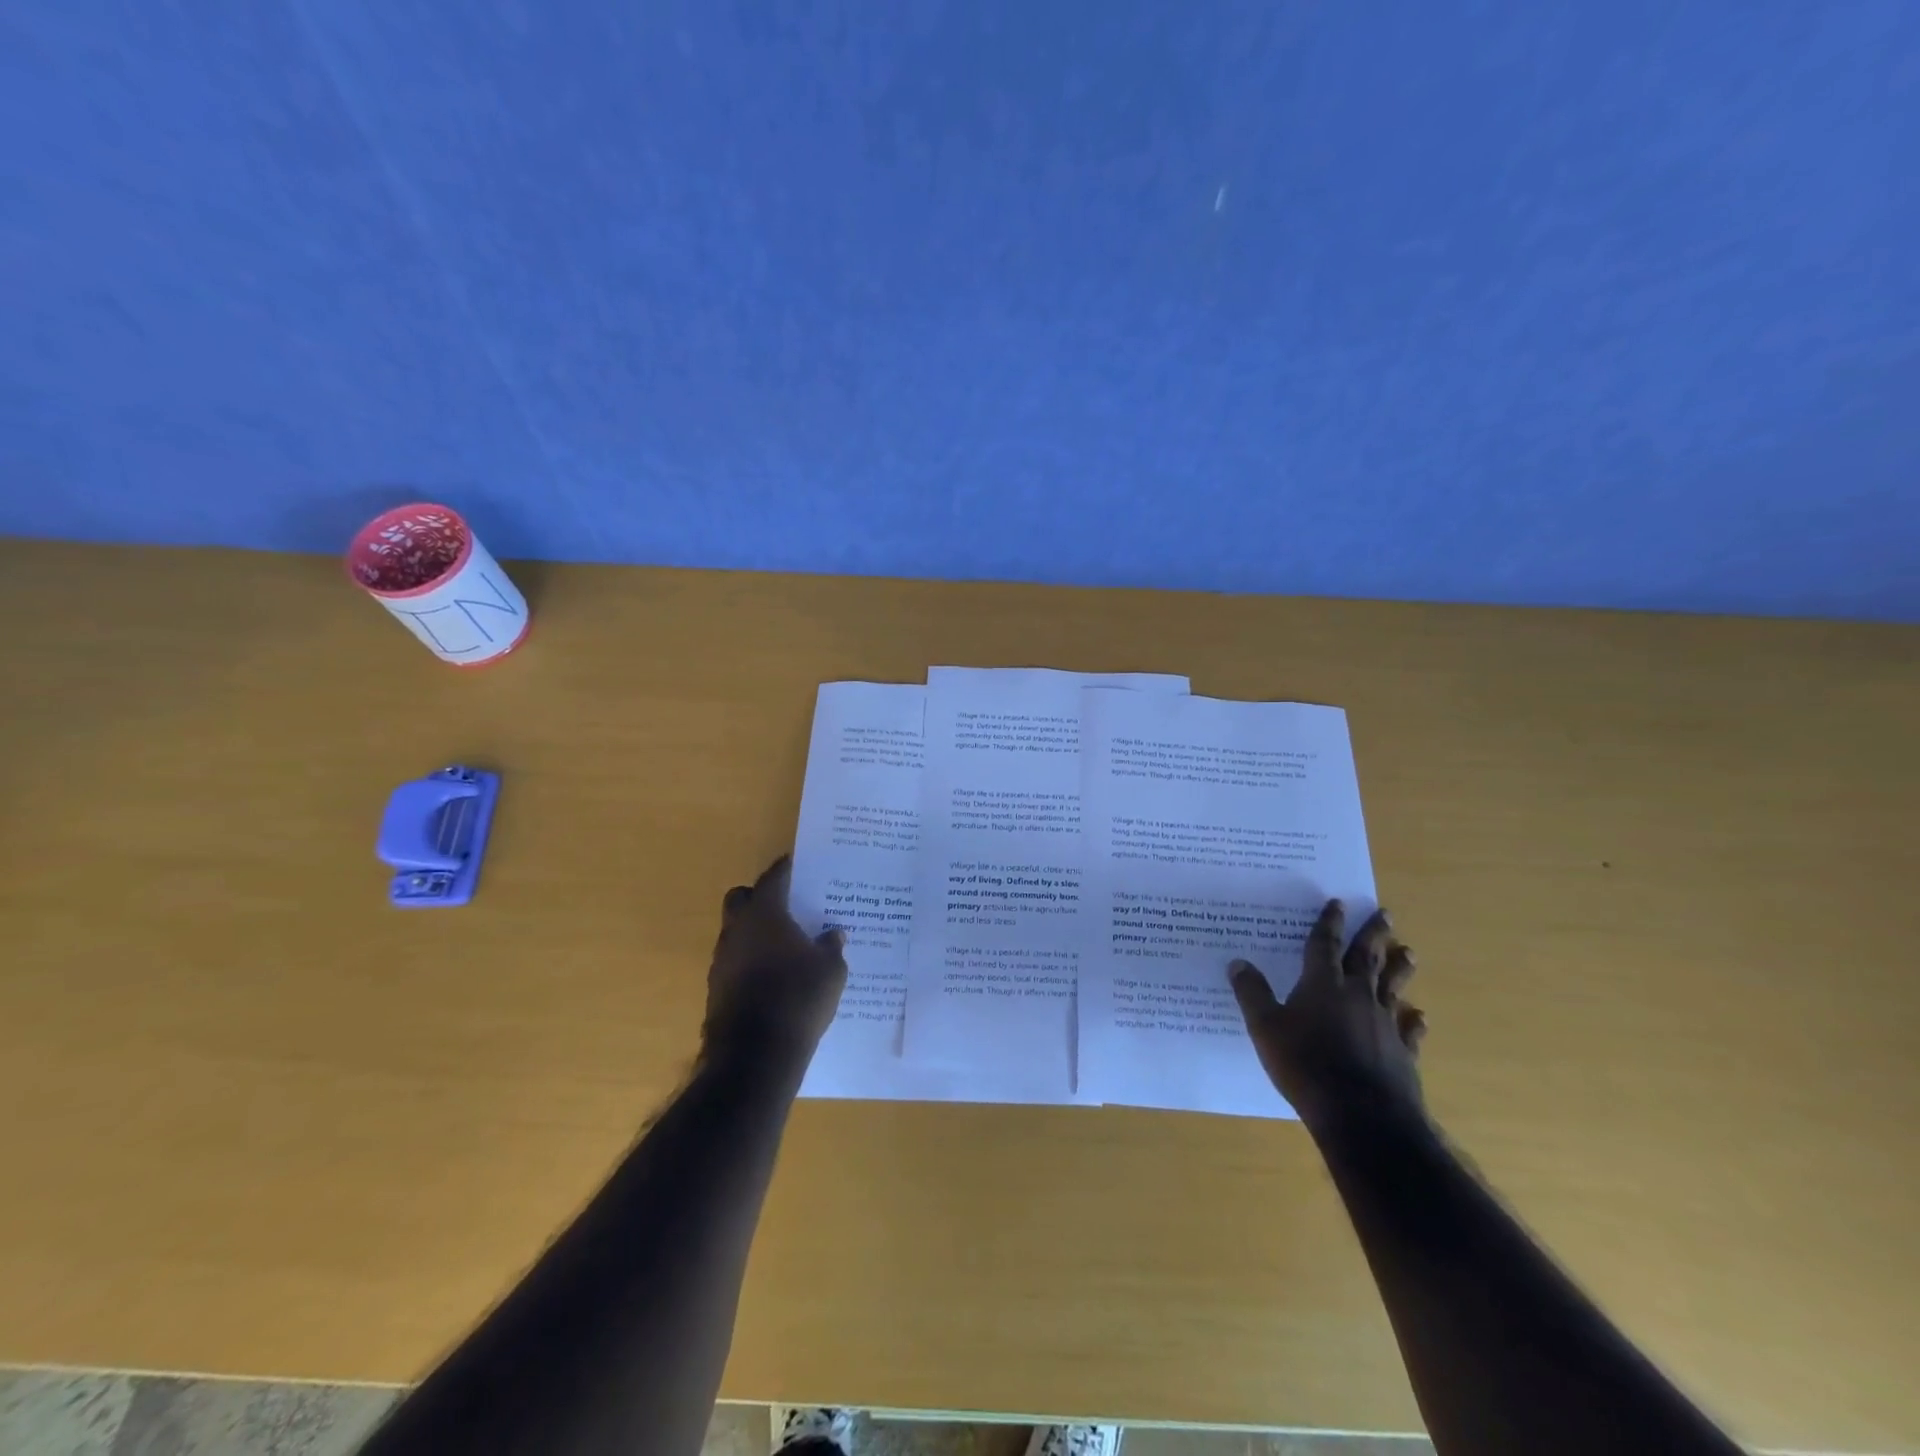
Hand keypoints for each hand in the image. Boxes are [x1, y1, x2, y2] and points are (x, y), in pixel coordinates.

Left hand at [705, 856, 847, 1061]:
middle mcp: (737, 930)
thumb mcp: (831, 971)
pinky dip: (751, 962)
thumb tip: (833, 934)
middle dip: (760, 898)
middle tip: (787, 907)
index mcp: (764, 914)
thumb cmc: (798, 998)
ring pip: (736, 932)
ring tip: (785, 946)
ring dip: (755, 933)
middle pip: (742, 898)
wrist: (755, 1055)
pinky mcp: (717, 989)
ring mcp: (722, 960)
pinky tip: (774, 977)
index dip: (786, 869)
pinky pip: (735, 962)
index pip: (773, 878)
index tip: (798, 864)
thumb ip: (831, 947)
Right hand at [1230, 900, 1425, 1127]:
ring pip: (1392, 987)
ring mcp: (1383, 1023)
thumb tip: (1237, 963)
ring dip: (1399, 968)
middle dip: (1372, 933)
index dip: (1329, 922)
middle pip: (1366, 957)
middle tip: (1385, 913)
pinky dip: (1413, 1021)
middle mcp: (1357, 995)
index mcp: (1322, 984)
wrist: (1361, 1114)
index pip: (1325, 944)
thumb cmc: (1305, 1064)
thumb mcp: (1265, 1027)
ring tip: (1408, 952)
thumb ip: (1252, 993)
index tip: (1337, 903)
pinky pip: (1408, 1030)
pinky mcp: (1402, 1053)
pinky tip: (1418, 1016)